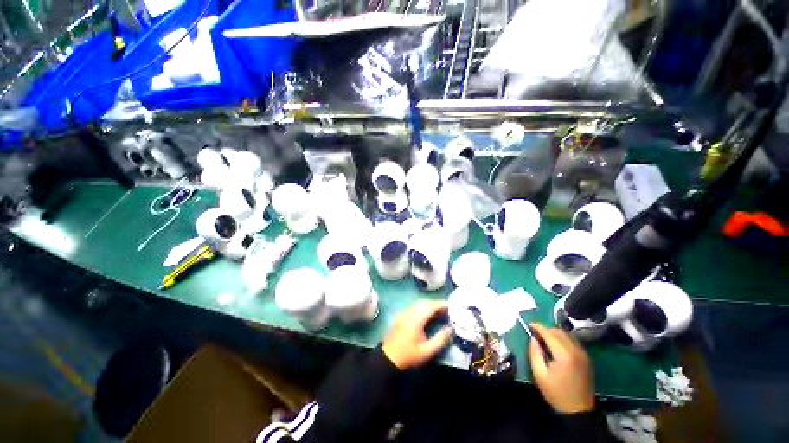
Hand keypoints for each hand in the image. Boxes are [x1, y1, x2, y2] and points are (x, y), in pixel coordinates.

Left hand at [382, 300, 453, 369]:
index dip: (441, 304)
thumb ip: (440, 339)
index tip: (450, 306)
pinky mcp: (401, 315)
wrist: (389, 358)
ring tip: (439, 311)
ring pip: (418, 303)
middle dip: (436, 303)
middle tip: (447, 309)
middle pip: (424, 302)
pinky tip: (427, 314)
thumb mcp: (427, 351)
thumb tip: (450, 328)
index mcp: (416, 319)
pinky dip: (422, 306)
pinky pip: (414, 306)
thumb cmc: (409, 356)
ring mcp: (404, 313)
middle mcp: (409, 312)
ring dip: (429, 304)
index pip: (430, 306)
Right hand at [528, 323, 594, 413]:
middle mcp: (576, 351)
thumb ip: (535, 353)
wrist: (579, 411)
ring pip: (568, 335)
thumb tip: (533, 338)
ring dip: (555, 333)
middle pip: (559, 332)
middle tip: (536, 332)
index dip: (538, 327)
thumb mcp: (539, 374)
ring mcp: (583, 354)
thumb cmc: (556, 393)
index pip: (549, 334)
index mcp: (564, 355)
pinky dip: (563, 339)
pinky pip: (573, 341)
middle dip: (546, 329)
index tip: (529, 324)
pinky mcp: (587, 359)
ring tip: (545, 338)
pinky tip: (556, 345)